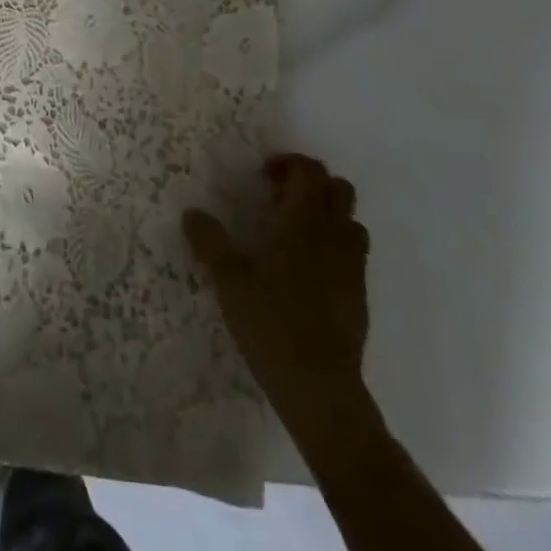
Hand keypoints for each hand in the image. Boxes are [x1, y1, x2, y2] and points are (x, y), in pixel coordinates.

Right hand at [183, 154, 378, 447]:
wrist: (319, 386)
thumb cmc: (271, 320)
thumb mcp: (228, 277)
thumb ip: (209, 240)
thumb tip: (192, 213)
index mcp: (305, 221)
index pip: (310, 171)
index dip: (288, 163)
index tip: (263, 176)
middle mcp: (334, 236)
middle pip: (339, 189)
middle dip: (311, 184)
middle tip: (278, 199)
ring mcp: (352, 268)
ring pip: (350, 222)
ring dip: (326, 216)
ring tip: (293, 233)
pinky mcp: (358, 297)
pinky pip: (351, 256)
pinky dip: (332, 249)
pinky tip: (304, 273)